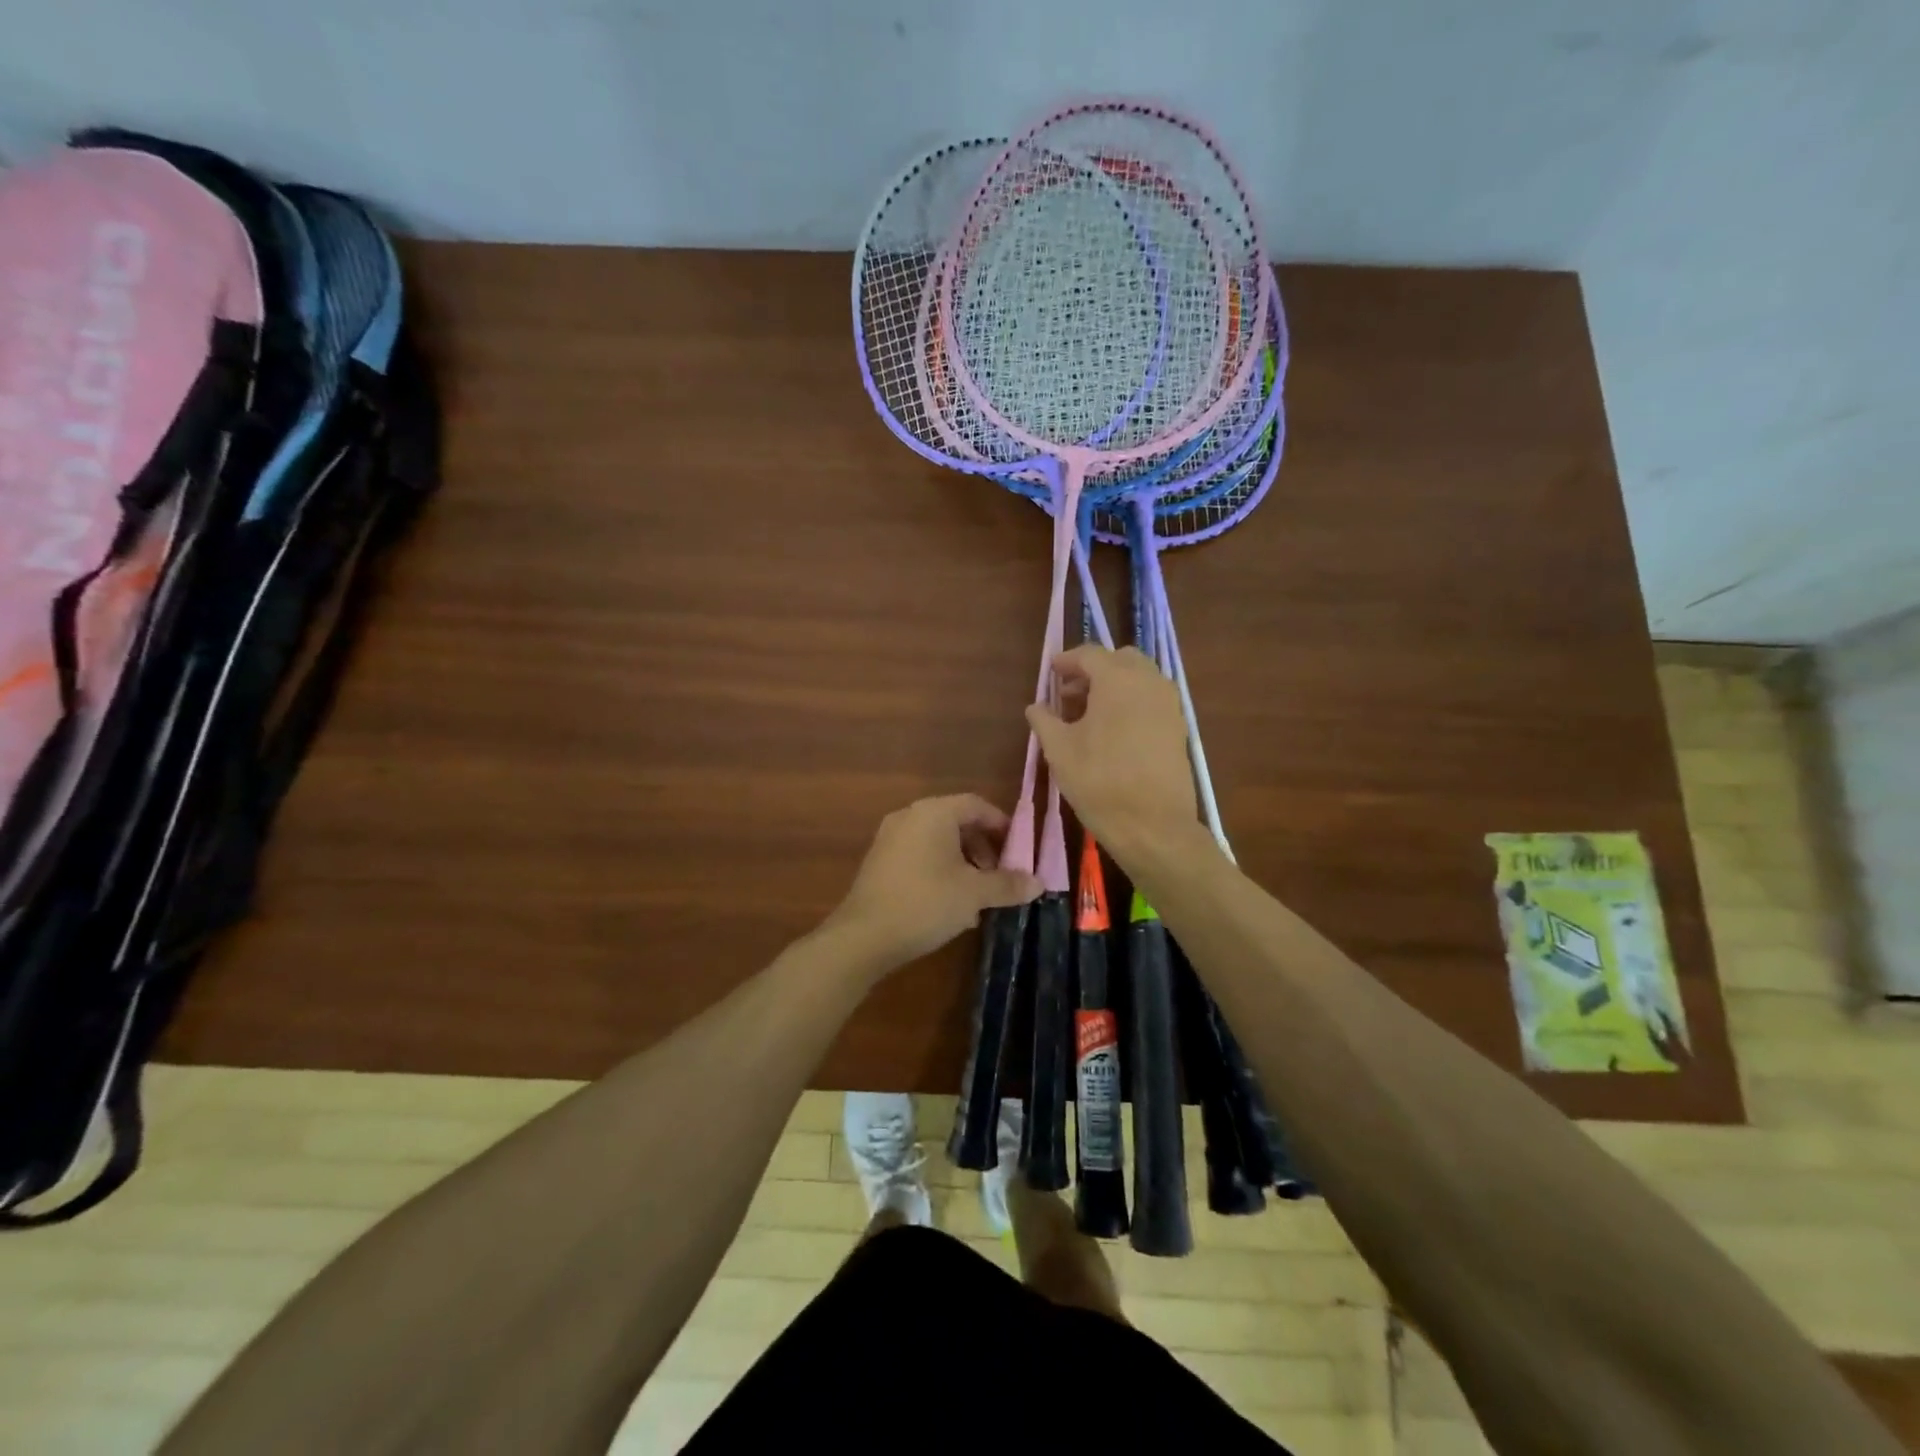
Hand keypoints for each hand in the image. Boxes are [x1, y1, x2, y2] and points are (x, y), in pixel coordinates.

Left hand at [824, 795, 1041, 972]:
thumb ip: (1008, 884)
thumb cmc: (926, 903)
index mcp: (934, 812)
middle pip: (957, 822)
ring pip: (938, 841)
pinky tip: (950, 904)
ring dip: (963, 863)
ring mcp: (890, 838)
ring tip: (978, 896)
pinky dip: (940, 870)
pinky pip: (919, 855)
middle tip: (1000, 876)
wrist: (864, 936)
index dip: (1002, 825)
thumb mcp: (974, 894)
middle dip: (984, 848)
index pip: (977, 805)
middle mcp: (909, 816)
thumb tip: (1039, 883)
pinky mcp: (879, 861)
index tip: (1020, 851)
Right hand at [1025, 646, 1197, 854]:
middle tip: (1070, 694)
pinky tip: (1113, 731)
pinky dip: (1131, 702)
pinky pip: (1151, 699)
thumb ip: (1044, 721)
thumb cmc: (1099, 782)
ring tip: (1089, 714)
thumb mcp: (1059, 750)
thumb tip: (1036, 706)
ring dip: (1114, 685)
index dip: (1066, 661)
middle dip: (1093, 670)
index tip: (1051, 673)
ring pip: (1139, 679)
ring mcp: (1169, 704)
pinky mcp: (1178, 727)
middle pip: (1119, 660)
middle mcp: (1149, 682)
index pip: (1089, 655)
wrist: (1153, 825)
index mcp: (1118, 680)